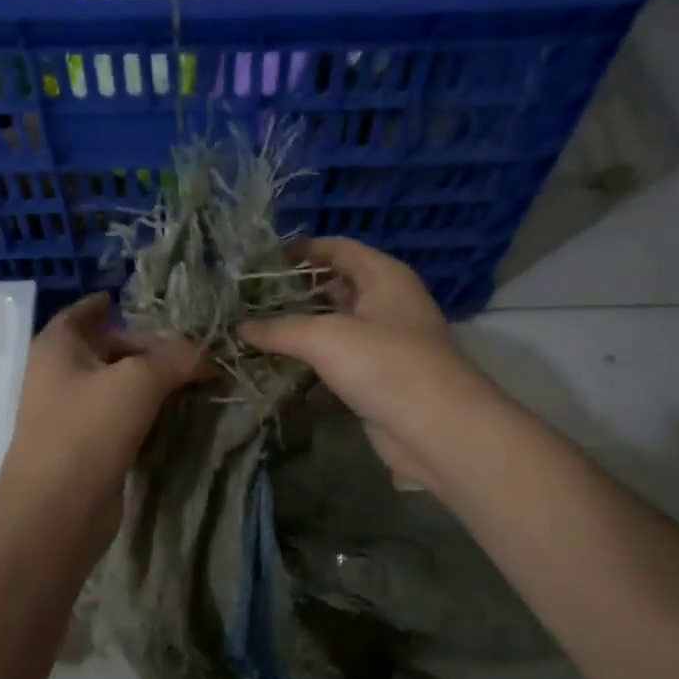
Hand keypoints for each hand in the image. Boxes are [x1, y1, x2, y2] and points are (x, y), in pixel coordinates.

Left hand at [0, 293, 209, 535]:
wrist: (58, 509)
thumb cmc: (89, 429)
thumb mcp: (139, 381)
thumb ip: (176, 359)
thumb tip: (209, 354)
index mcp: (59, 347)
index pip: (82, 313)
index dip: (105, 304)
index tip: (128, 299)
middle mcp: (59, 375)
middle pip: (106, 348)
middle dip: (146, 347)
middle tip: (189, 350)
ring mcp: (70, 414)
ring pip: (116, 385)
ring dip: (150, 381)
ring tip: (192, 378)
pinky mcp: (87, 447)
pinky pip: (120, 417)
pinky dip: (145, 411)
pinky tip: (175, 413)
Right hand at [240, 238, 498, 492]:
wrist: (438, 429)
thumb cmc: (385, 364)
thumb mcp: (325, 338)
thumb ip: (280, 329)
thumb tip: (240, 327)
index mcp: (383, 276)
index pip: (337, 249)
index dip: (300, 251)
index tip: (260, 263)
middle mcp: (386, 303)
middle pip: (335, 287)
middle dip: (294, 294)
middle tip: (249, 302)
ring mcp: (385, 343)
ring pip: (335, 327)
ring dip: (300, 331)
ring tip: (254, 333)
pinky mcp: (378, 378)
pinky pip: (339, 361)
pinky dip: (312, 363)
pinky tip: (279, 369)